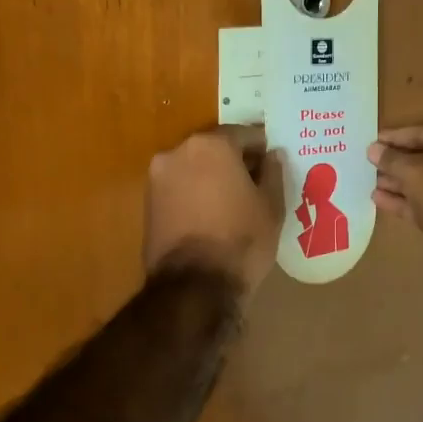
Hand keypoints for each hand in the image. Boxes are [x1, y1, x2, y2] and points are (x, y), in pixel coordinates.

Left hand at [144, 126, 281, 293]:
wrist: (194, 287)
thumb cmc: (241, 240)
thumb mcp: (271, 206)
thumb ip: (273, 173)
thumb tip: (272, 155)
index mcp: (211, 145)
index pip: (244, 134)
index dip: (263, 150)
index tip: (274, 165)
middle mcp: (178, 152)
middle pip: (215, 149)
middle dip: (235, 163)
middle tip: (256, 185)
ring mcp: (158, 179)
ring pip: (194, 170)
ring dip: (213, 179)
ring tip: (234, 204)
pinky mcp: (148, 205)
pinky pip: (180, 190)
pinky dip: (195, 196)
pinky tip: (213, 217)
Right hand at [368, 121, 422, 290]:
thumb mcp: (415, 171)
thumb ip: (392, 159)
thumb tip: (373, 150)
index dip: (395, 137)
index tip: (372, 143)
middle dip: (398, 162)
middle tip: (369, 164)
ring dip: (400, 182)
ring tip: (370, 183)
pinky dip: (408, 200)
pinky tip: (380, 200)